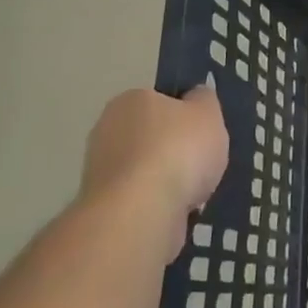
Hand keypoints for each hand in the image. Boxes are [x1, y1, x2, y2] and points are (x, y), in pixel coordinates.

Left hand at [78, 85, 228, 253]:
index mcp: (131, 99)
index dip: (185, 115)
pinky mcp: (102, 204)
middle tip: (201, 163)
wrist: (140, 212)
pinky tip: (175, 211)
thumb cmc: (178, 150)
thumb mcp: (208, 113)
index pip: (161, 100)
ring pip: (145, 169)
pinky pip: (139, 198)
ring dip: (166, 180)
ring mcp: (100, 170)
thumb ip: (204, 100)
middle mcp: (107, 129)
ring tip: (192, 193)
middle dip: (173, 150)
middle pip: (151, 136)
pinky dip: (157, 204)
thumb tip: (196, 95)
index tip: (203, 133)